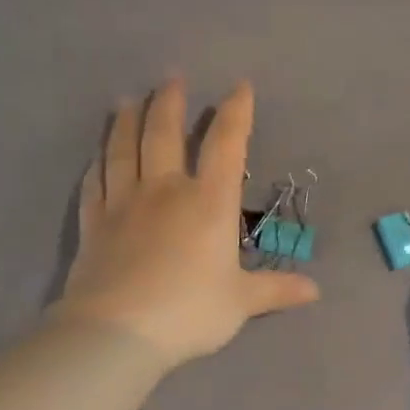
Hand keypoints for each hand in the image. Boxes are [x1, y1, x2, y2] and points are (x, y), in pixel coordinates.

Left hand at [52, 79, 319, 367]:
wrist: (119, 332)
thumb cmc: (190, 311)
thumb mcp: (241, 303)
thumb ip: (276, 290)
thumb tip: (315, 291)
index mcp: (208, 203)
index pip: (225, 145)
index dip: (235, 113)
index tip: (239, 87)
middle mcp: (165, 191)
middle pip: (164, 134)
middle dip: (169, 102)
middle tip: (171, 78)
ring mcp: (124, 204)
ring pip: (123, 150)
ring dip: (126, 121)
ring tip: (127, 100)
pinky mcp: (94, 224)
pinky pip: (95, 185)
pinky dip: (96, 166)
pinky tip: (96, 158)